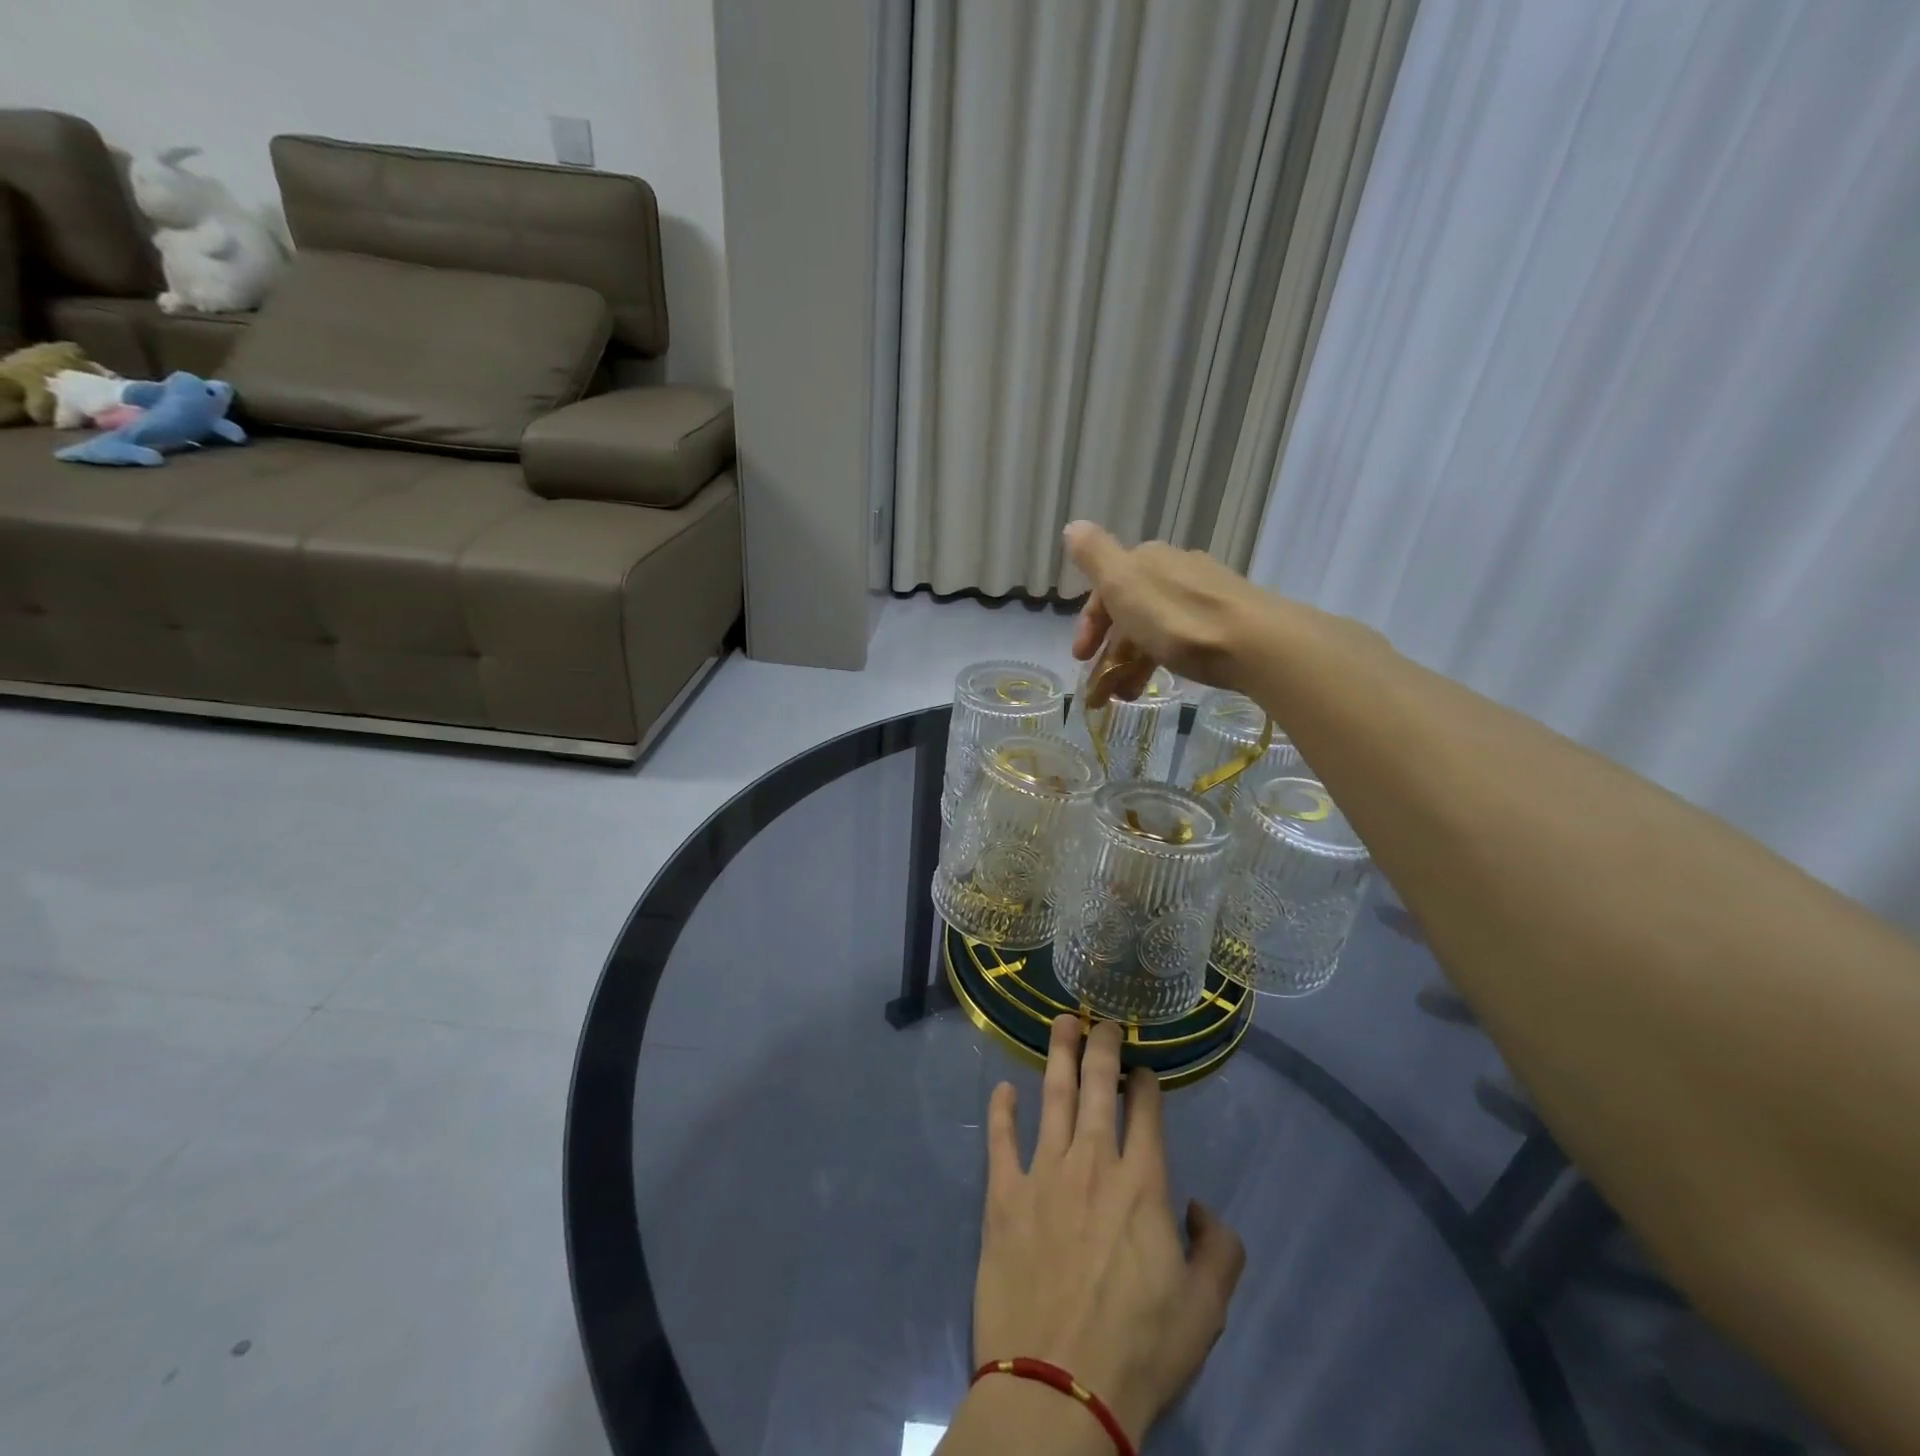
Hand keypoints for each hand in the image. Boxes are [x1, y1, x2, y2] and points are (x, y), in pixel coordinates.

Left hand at [971, 1016, 1245, 1445]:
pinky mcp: (1003, 1195)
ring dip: (1057, 1055)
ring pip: (1051, 1096)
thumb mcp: (1205, 1310)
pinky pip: (1001, 1140)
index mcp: (1141, 1183)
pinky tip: (1003, 1089)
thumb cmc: (1139, 1350)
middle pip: (1096, 1087)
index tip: (1143, 1069)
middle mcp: (1092, 1162)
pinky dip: (1002, 1111)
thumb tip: (1201, 1209)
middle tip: (1102, 1019)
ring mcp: (1043, 1174)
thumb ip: (1219, 1250)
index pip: (1145, 1112)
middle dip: (1102, 1046)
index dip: (1145, 1083)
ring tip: (1061, 1023)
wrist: (1059, 1388)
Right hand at [1063, 521, 1280, 705]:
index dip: (1089, 624)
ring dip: (1133, 663)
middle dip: (1110, 649)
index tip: (1081, 659)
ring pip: (1154, 627)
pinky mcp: (1226, 620)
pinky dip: (1161, 659)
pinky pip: (1180, 638)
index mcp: (1146, 559)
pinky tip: (1162, 679)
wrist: (1255, 643)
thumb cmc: (1177, 618)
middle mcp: (1174, 569)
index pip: (1104, 590)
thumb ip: (1094, 556)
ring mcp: (1204, 593)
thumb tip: (1073, 525)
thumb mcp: (1123, 583)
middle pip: (1129, 610)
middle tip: (1102, 686)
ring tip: (1128, 697)